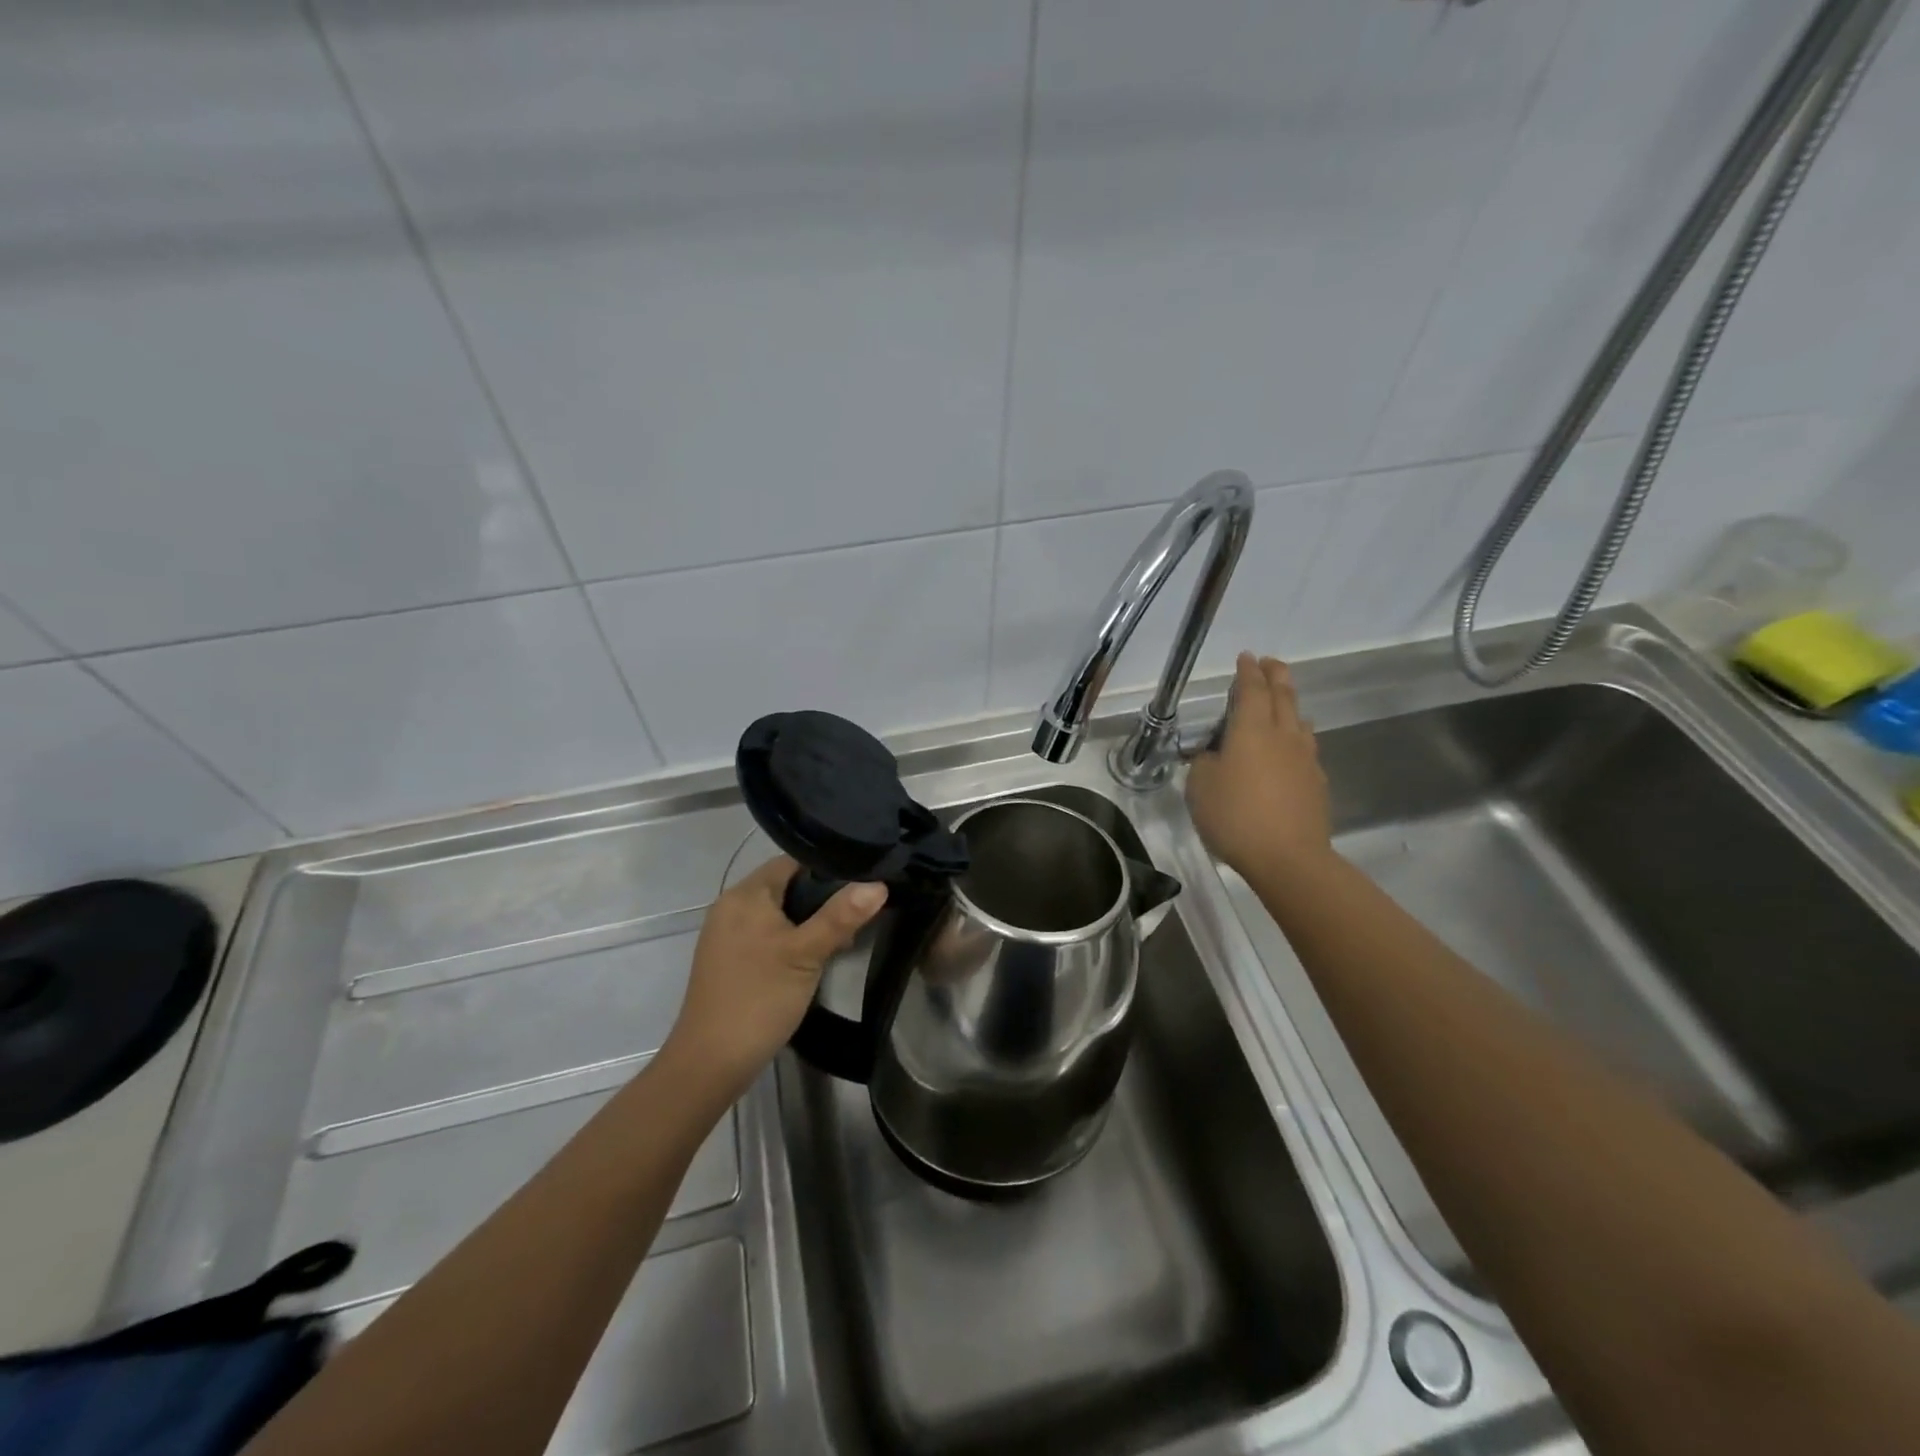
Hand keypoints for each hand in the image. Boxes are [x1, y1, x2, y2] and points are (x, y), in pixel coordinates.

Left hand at [663, 857, 886, 1094]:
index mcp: (746, 894)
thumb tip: (878, 884)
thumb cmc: (760, 998)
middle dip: (821, 899)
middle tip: (857, 915)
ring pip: (777, 912)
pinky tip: (812, 958)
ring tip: (842, 938)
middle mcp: (731, 905)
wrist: (711, 1062)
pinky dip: (789, 938)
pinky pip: (765, 933)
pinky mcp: (727, 958)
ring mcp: (726, 934)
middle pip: (785, 886)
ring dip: (807, 921)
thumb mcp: (807, 954)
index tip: (862, 883)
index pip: (793, 862)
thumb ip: (841, 916)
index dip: (828, 869)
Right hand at [1186, 653, 1332, 880]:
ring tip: (1283, 703)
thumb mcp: (1200, 788)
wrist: (1289, 858)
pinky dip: (1297, 735)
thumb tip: (1214, 754)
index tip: (1246, 657)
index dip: (1247, 671)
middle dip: (1275, 675)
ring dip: (1290, 704)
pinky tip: (1291, 748)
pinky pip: (1306, 746)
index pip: (1251, 690)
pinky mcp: (1316, 782)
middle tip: (1270, 662)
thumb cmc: (1235, 817)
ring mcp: (1304, 758)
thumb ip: (1204, 763)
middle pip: (1283, 696)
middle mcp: (1282, 735)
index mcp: (1250, 730)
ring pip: (1299, 720)